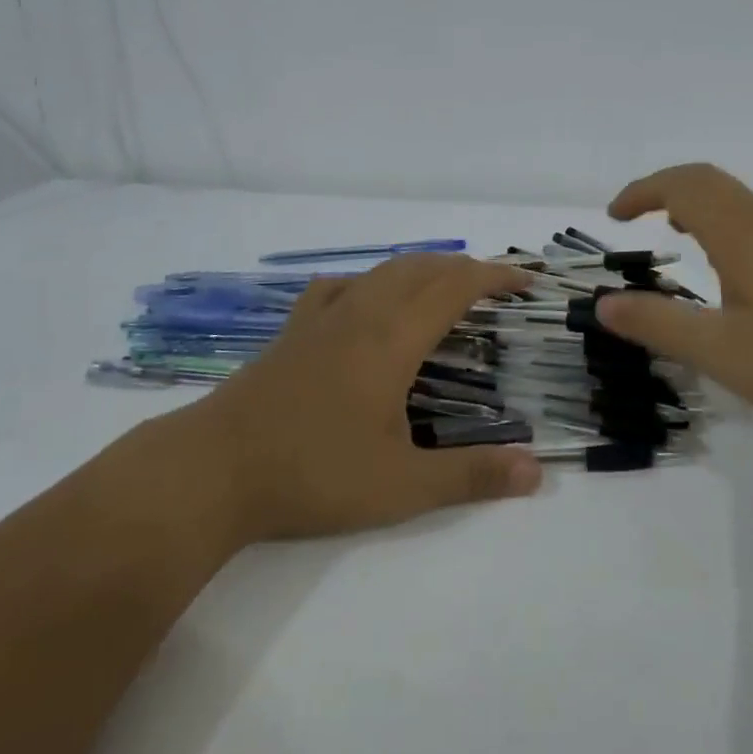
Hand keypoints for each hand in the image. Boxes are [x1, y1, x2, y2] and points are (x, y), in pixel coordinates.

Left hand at [160, 254, 544, 546]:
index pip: (456, 286)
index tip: (526, 282)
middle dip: (465, 268)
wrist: (215, 468)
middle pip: (423, 268)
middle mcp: (363, 312)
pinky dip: (368, 281)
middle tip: (495, 286)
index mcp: (394, 337)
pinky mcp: (292, 330)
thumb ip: (471, 476)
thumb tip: (538, 473)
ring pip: (382, 271)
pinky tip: (363, 299)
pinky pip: (338, 287)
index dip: (495, 277)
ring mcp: (322, 317)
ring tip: (443, 286)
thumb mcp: (402, 485)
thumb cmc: (314, 472)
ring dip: (422, 268)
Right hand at [597, 163, 752, 422]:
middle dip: (662, 187)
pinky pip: (747, 217)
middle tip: (631, 215)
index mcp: (739, 232)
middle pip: (705, 180)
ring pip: (730, 196)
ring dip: (691, 201)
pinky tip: (719, 263)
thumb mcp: (720, 350)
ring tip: (668, 229)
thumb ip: (659, 324)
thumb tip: (605, 304)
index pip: (681, 185)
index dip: (641, 191)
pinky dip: (716, 220)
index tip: (613, 215)